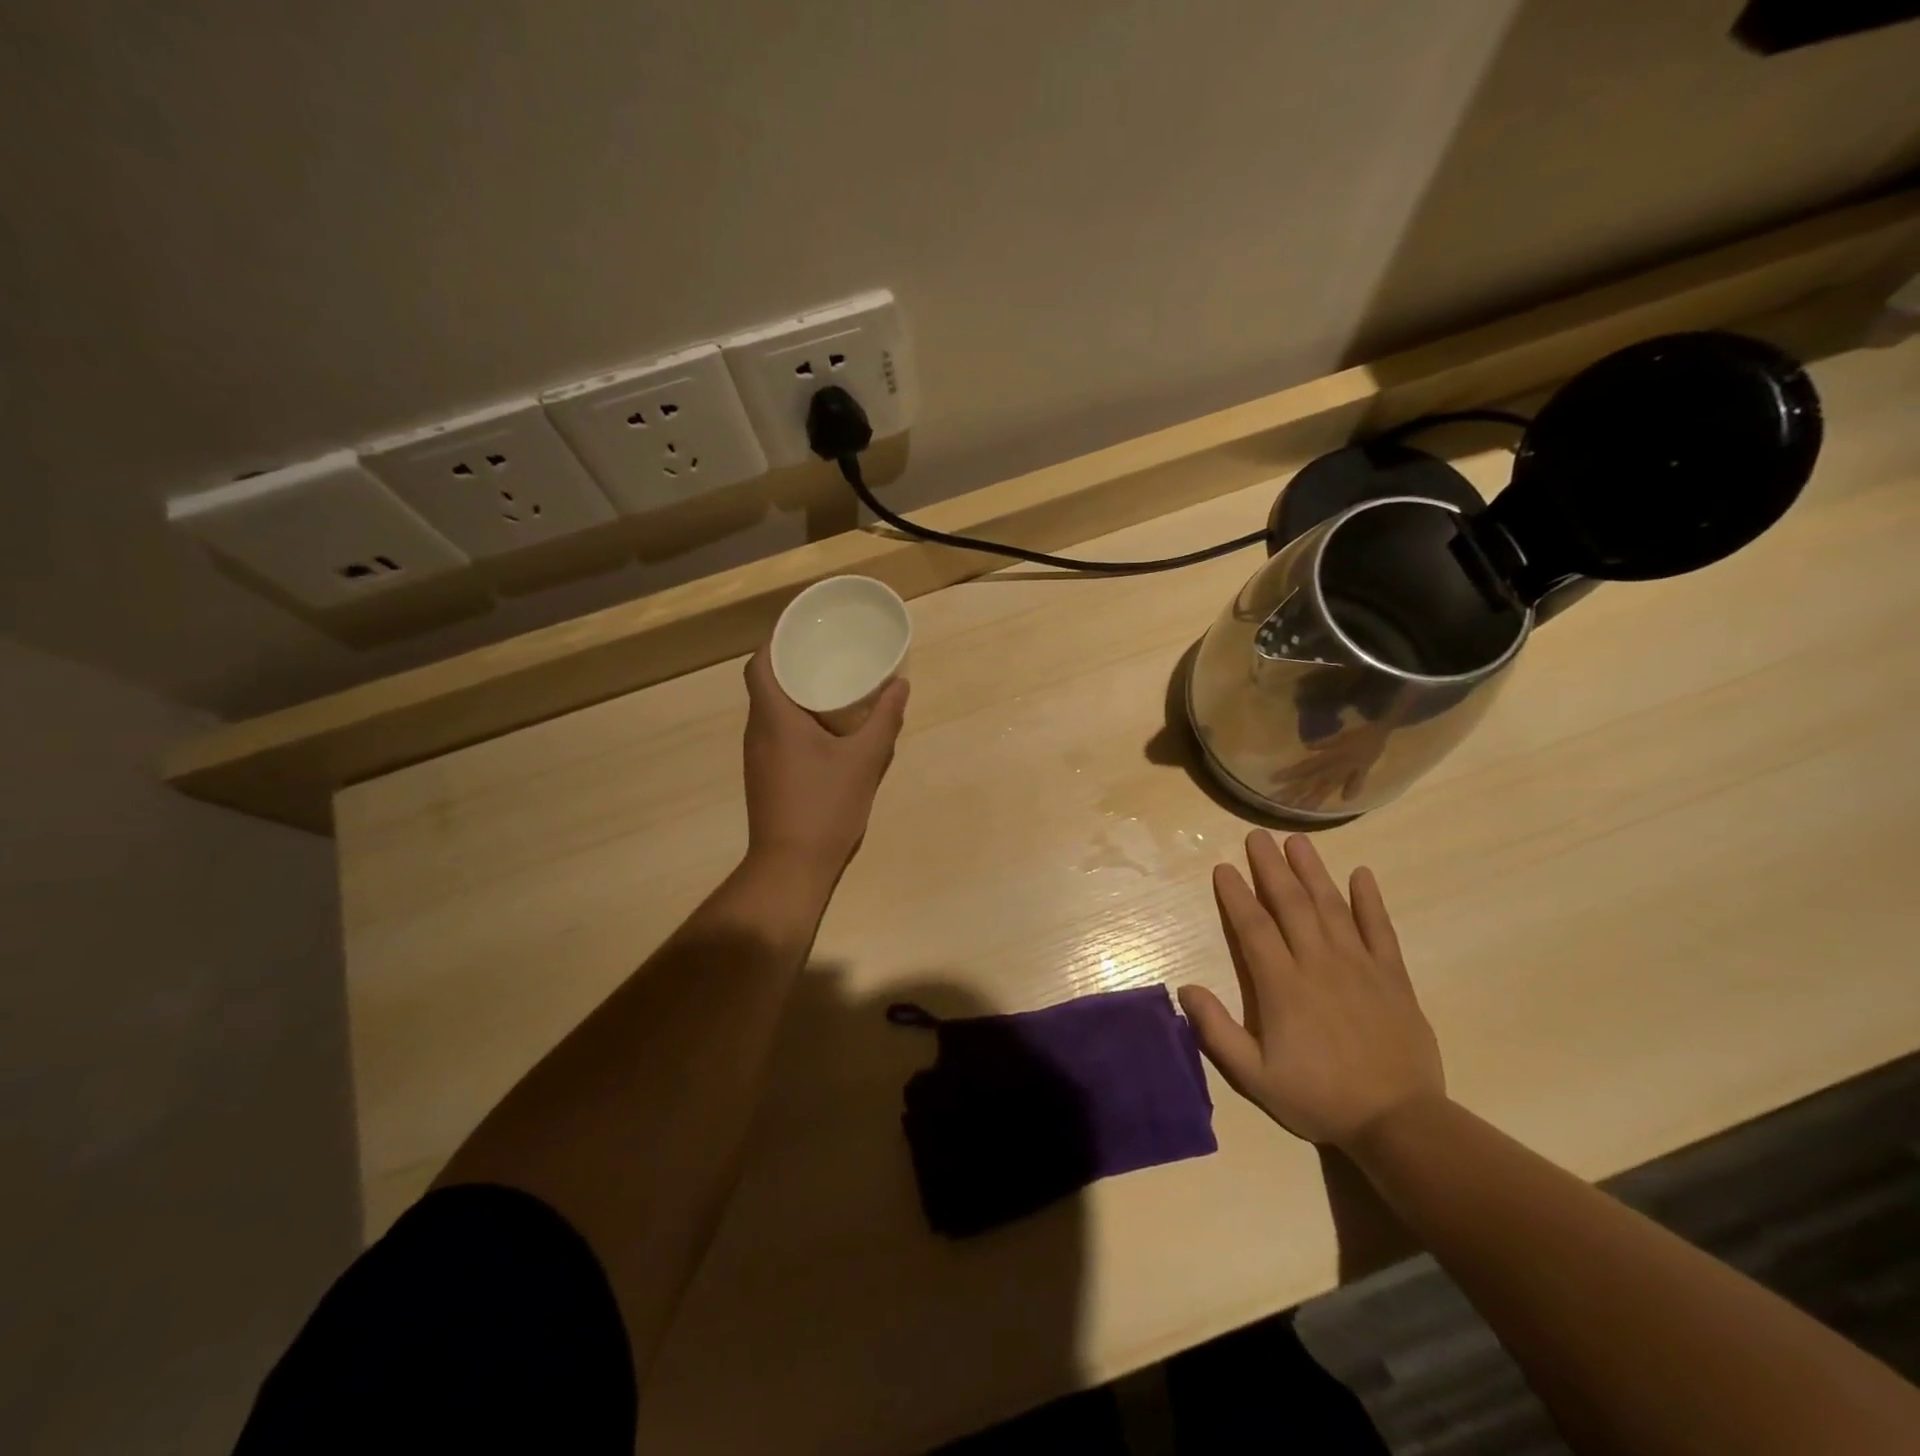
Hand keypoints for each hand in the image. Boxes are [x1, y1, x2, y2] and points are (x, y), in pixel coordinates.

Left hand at [741, 648, 908, 876]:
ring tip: (831, 685)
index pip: (760, 664)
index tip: (804, 632)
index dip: (776, 642)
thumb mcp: (864, 760)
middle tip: (828, 654)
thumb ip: (884, 719)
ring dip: (794, 695)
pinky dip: (794, 721)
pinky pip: (774, 733)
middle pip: (765, 685)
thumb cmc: (826, 806)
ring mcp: (757, 757)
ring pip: (769, 711)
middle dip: (792, 665)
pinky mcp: (763, 777)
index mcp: (774, 718)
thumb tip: (900, 684)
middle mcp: (757, 732)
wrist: (791, 865)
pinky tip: (825, 730)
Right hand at [1178, 832, 1444, 1148]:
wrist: (1399, 1122)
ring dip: (1312, 871)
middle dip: (1271, 867)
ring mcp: (1359, 966)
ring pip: (1331, 907)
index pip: (1253, 927)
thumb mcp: (1255, 1076)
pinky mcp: (1392, 976)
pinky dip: (1370, 900)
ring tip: (1297, 842)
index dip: (1236, 895)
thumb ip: (1217, 1031)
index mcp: (1282, 985)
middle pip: (1291, 904)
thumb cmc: (1319, 1098)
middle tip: (1256, 836)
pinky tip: (1362, 874)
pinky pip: (1380, 929)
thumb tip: (1185, 989)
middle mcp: (1318, 963)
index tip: (1223, 868)